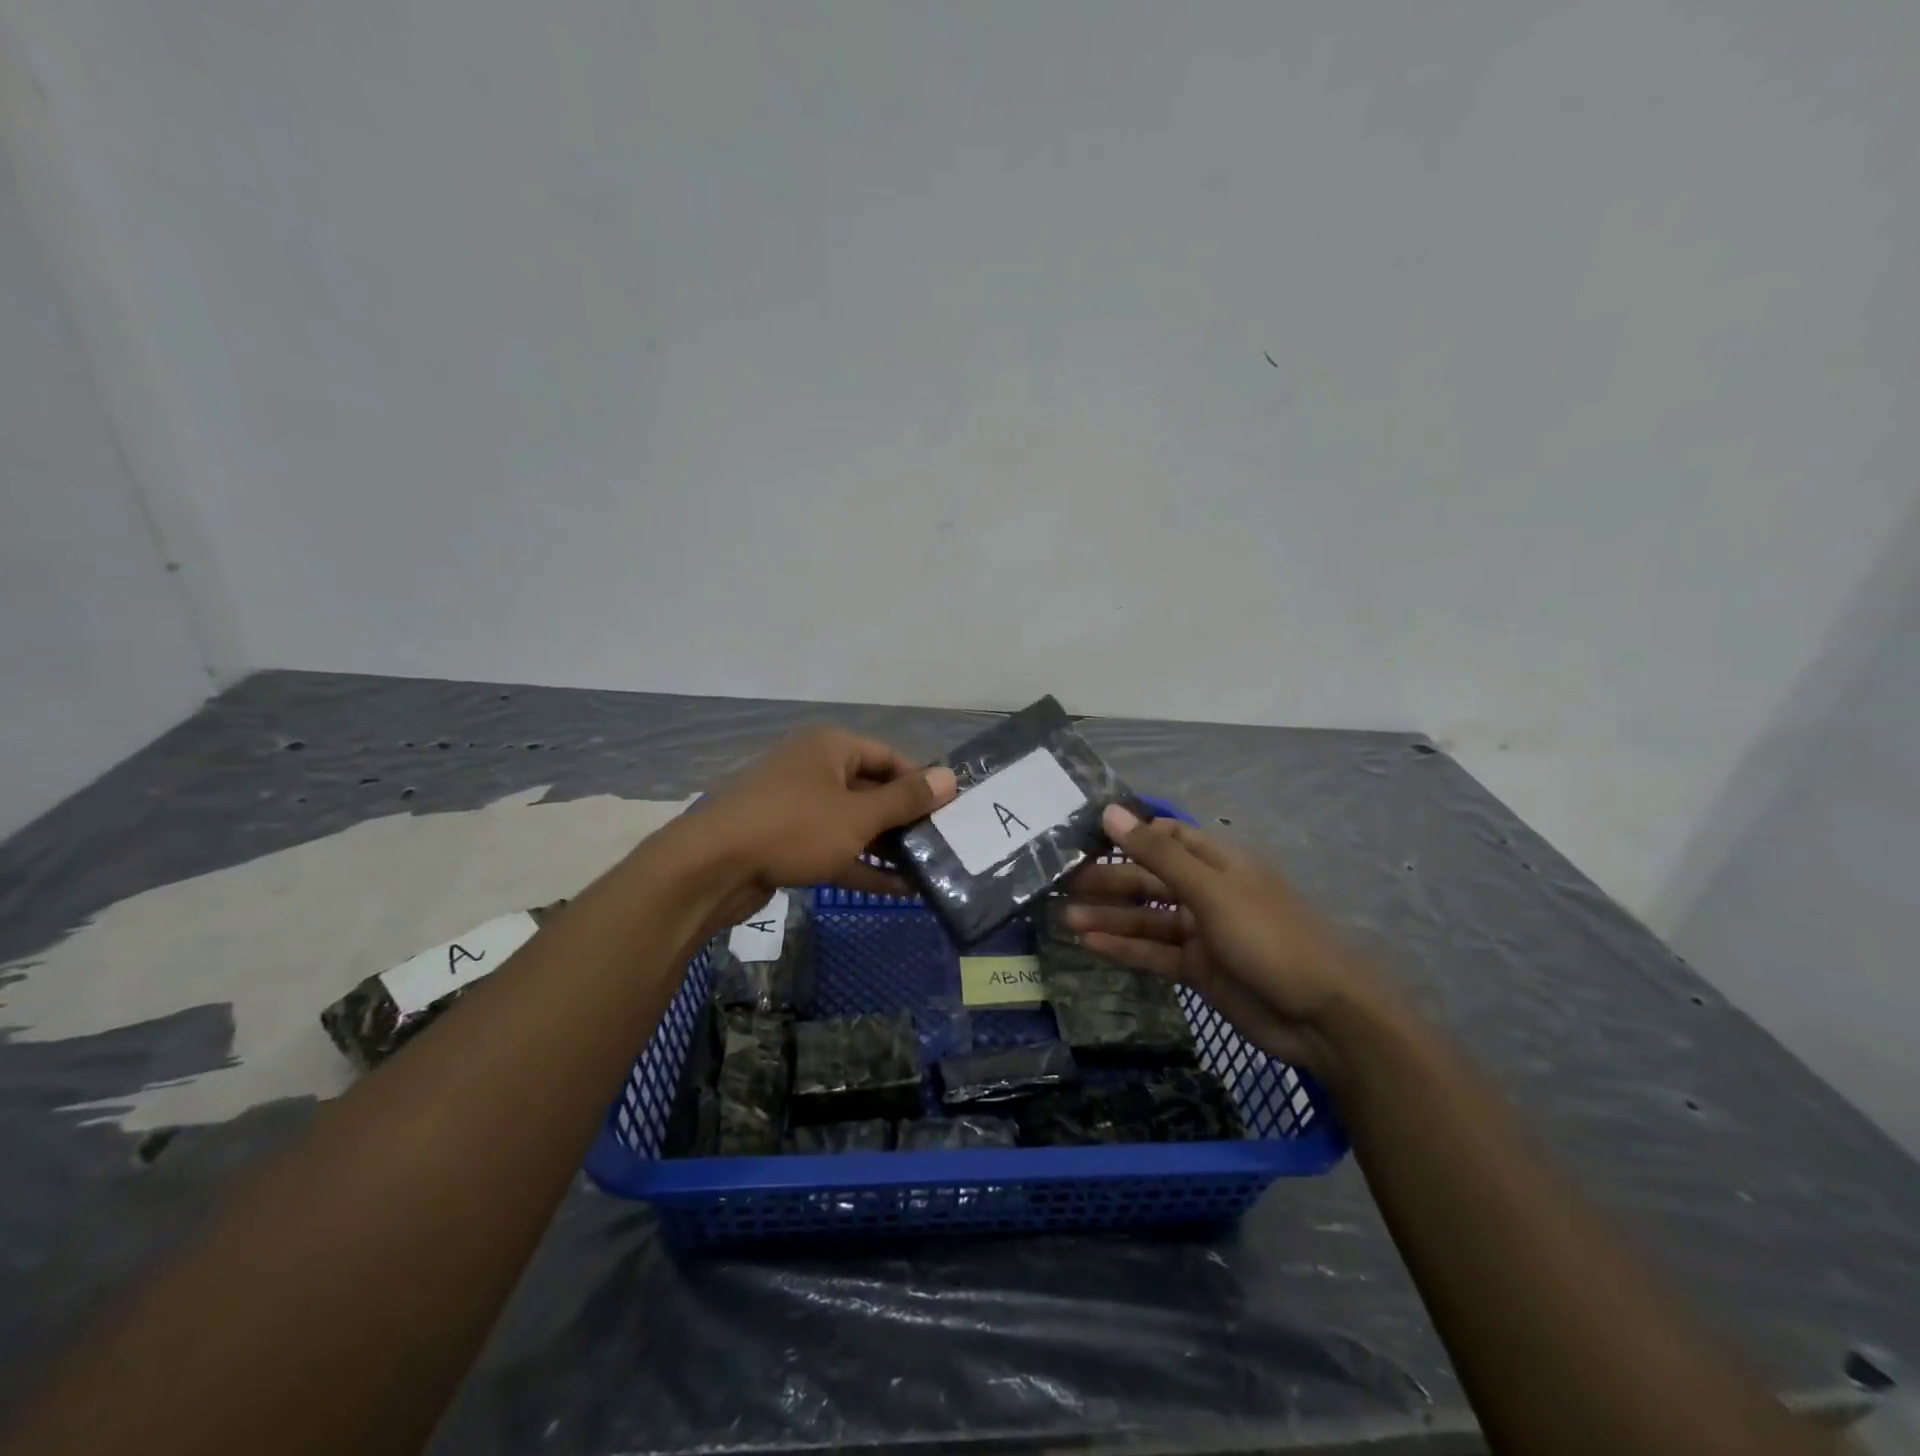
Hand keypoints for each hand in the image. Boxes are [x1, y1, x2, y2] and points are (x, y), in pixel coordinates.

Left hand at [675, 727, 956, 932]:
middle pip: (871, 790)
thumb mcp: (859, 815)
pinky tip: (897, 888)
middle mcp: (814, 769)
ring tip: (927, 869)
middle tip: (942, 843)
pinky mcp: (785, 842)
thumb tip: (950, 777)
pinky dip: (860, 864)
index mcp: (830, 747)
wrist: (712, 866)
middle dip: (905, 819)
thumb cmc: (794, 827)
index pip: (889, 757)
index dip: (921, 782)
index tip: (950, 810)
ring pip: (852, 823)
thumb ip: (905, 800)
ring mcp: (797, 807)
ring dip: (886, 846)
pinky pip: (833, 847)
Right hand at [1063, 806, 1389, 1075]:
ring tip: (1064, 916)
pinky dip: (1123, 947)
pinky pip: (1153, 952)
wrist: (1323, 1016)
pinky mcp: (1198, 969)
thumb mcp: (1211, 890)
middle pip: (1149, 878)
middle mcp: (1206, 891)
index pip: (1164, 836)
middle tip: (1061, 881)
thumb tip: (1109, 811)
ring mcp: (1202, 931)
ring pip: (1146, 917)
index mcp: (1216, 861)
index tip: (1083, 835)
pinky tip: (1089, 944)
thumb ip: (1157, 854)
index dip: (1127, 834)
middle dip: (1108, 879)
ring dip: (1109, 916)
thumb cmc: (1269, 936)